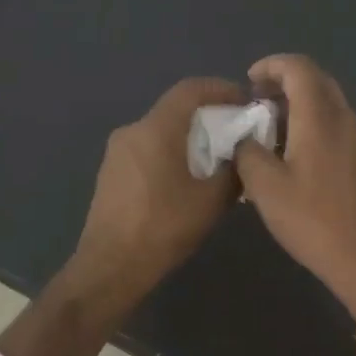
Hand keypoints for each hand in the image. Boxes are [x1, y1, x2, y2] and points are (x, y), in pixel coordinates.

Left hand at [69, 77, 246, 305]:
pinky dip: (171, 151)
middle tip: (237, 132)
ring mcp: (117, 152)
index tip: (245, 101)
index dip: (221, 88)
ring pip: (160, 130)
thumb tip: (244, 154)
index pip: (190, 89)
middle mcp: (132, 131)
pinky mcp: (111, 172)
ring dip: (189, 136)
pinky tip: (187, 178)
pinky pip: (147, 149)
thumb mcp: (211, 201)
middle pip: (175, 108)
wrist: (110, 267)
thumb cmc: (163, 228)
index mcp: (156, 129)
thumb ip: (233, 170)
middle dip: (208, 115)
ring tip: (216, 158)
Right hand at [234, 54, 355, 321]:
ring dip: (299, 102)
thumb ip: (247, 152)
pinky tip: (295, 151)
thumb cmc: (312, 220)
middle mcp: (344, 118)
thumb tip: (245, 138)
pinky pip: (336, 123)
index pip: (299, 68)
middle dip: (285, 81)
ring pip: (328, 101)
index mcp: (319, 117)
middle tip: (257, 100)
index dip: (271, 65)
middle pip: (317, 80)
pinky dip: (313, 121)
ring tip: (270, 127)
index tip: (249, 81)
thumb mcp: (264, 187)